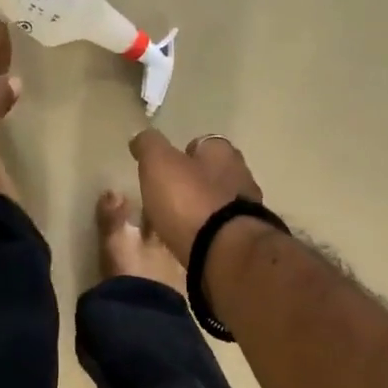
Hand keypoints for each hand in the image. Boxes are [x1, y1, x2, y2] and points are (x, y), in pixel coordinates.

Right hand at [128, 130, 263, 263]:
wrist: (224, 251)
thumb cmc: (189, 200)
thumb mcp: (159, 164)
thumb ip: (149, 146)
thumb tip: (140, 136)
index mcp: (222, 152)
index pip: (202, 144)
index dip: (183, 153)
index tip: (165, 167)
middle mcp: (241, 175)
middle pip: (211, 174)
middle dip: (191, 184)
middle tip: (166, 198)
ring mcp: (247, 209)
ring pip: (216, 203)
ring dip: (198, 210)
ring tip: (173, 225)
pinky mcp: (244, 239)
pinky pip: (219, 230)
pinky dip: (205, 233)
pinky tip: (189, 242)